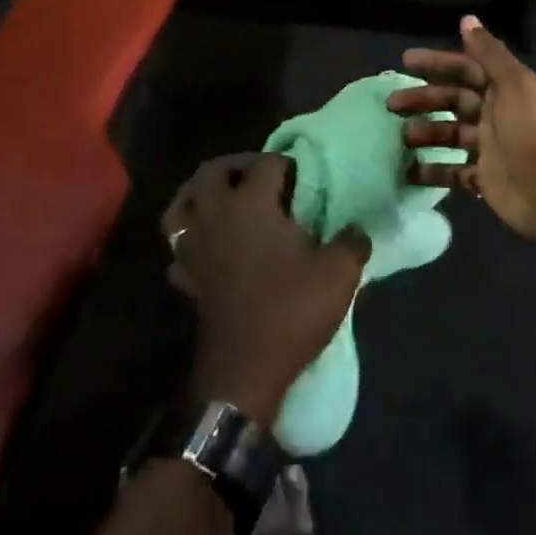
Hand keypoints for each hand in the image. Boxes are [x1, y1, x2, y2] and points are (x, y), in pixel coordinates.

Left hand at [162, 153, 368, 424]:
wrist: (245, 370)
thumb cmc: (291, 310)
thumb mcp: (340, 273)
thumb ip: (353, 241)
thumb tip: (356, 230)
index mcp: (251, 204)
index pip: (267, 164)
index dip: (288, 165)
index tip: (305, 179)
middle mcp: (216, 215)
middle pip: (212, 171)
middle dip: (238, 164)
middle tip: (264, 176)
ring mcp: (194, 246)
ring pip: (183, 203)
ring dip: (201, 193)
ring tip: (227, 199)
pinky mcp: (185, 277)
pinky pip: (179, 245)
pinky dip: (191, 237)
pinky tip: (210, 245)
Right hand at [388, 15, 535, 245]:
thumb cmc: (531, 131)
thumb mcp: (514, 84)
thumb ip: (489, 53)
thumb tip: (467, 19)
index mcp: (504, 89)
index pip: (465, 69)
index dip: (437, 63)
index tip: (406, 61)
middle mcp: (495, 115)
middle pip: (453, 101)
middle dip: (424, 99)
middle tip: (392, 102)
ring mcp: (489, 148)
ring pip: (450, 134)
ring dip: (426, 132)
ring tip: (402, 136)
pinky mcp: (484, 179)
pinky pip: (453, 172)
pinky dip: (432, 171)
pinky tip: (410, 170)